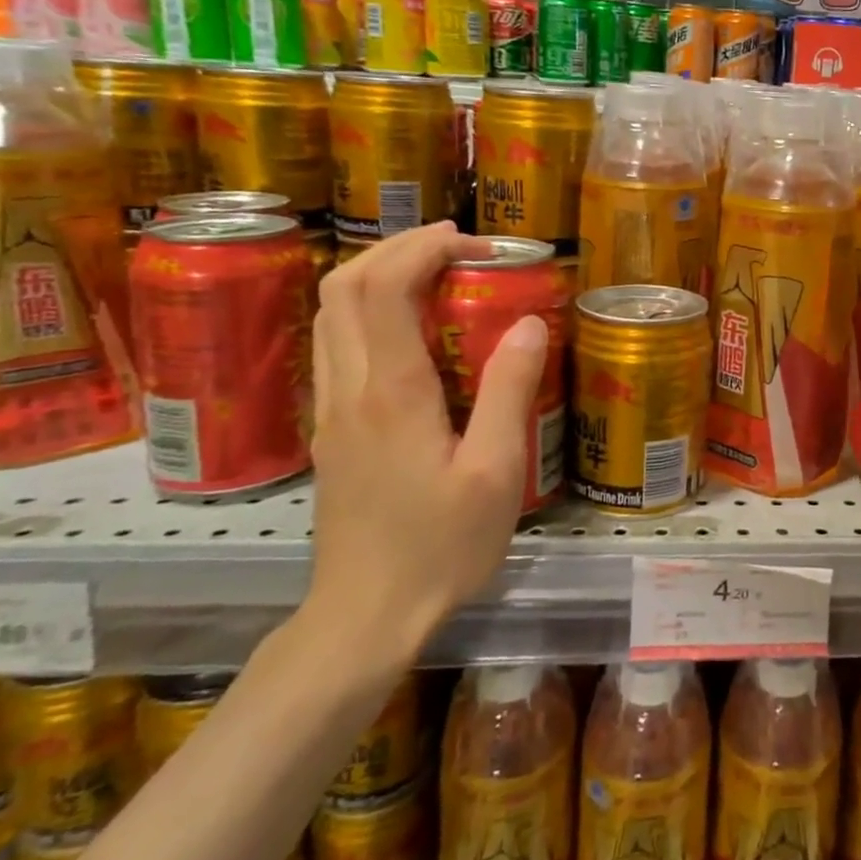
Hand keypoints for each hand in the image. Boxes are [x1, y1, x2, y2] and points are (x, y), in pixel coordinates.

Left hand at [305, 223, 548, 660]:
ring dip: (377, 276)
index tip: (472, 242)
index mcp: (391, 393)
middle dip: (396, 249)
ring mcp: (330, 410)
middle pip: (343, 287)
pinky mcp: (331, 430)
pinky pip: (337, 344)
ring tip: (435, 275)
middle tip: (455, 248)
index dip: (422, 249)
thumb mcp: (495, 472)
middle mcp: (349, 389)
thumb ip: (509, 391)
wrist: (365, 617)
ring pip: (330, 314)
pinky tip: (412, 330)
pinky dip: (368, 311)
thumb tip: (529, 323)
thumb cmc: (440, 547)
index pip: (383, 288)